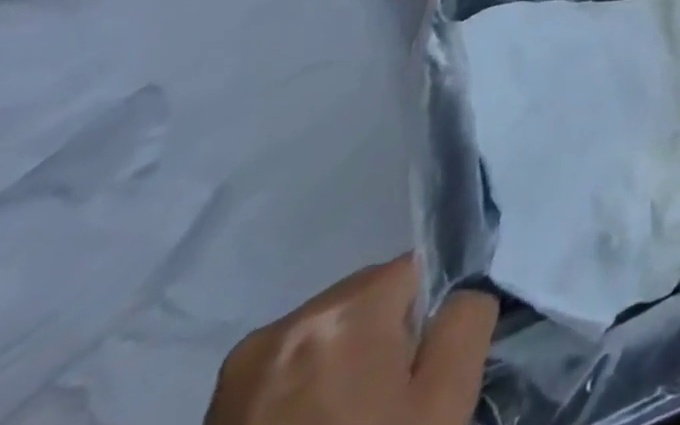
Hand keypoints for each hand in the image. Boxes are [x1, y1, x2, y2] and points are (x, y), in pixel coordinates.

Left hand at [206, 255, 496, 424]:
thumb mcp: (446, 397)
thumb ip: (467, 317)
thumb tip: (460, 290)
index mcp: (345, 311)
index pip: (414, 269)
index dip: (425, 320)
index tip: (413, 378)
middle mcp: (285, 325)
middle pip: (365, 297)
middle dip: (380, 338)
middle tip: (381, 406)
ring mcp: (238, 372)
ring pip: (324, 333)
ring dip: (339, 364)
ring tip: (340, 421)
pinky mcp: (211, 412)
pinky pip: (283, 370)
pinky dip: (301, 393)